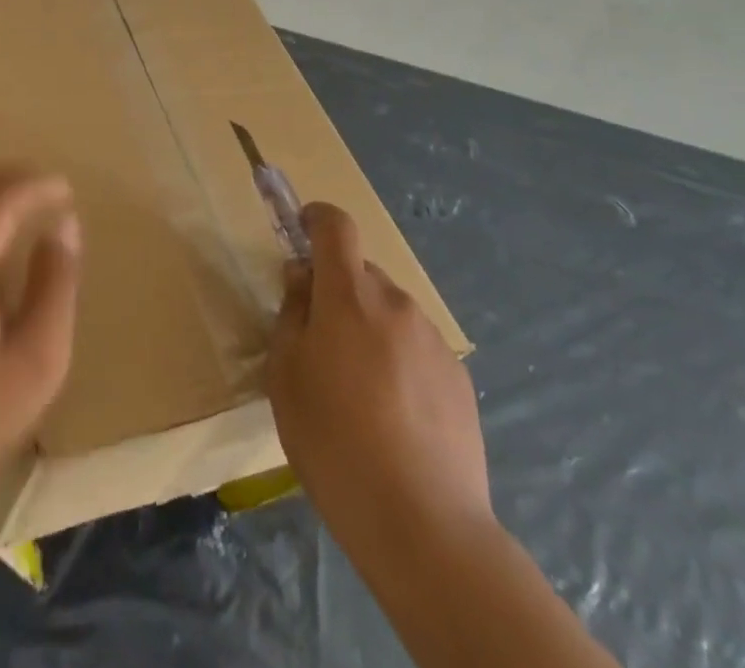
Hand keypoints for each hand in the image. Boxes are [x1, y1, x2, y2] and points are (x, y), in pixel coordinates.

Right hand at [267, 202, 490, 549]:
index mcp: (349, 295)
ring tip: (358, 392)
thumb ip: (291, 314)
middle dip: (338, 292)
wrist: (424, 525)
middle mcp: (396, 304)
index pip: (336, 227)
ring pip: (390, 314)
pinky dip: (398, 362)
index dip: (317, 218)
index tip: (301, 229)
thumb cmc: (334, 442)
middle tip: (320, 343)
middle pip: (361, 275)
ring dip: (369, 330)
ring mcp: (433, 341)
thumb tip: (301, 278)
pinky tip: (392, 417)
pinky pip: (416, 349)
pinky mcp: (458, 379)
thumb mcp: (286, 375)